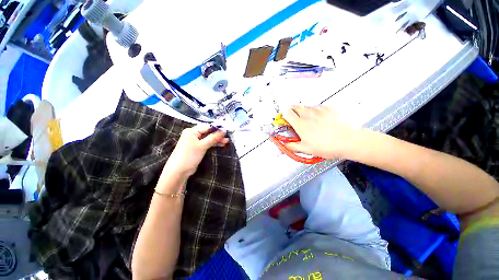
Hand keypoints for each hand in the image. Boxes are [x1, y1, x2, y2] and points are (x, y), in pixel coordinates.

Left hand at [165, 125, 228, 176]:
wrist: (179, 171)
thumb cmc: (189, 156)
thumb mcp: (202, 146)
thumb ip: (213, 137)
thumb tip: (224, 130)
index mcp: (192, 131)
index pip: (207, 127)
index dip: (217, 128)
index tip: (226, 130)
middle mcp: (194, 134)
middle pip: (208, 132)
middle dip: (218, 135)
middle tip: (227, 137)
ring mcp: (196, 141)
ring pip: (209, 138)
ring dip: (217, 140)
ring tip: (226, 141)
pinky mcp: (198, 148)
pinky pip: (208, 143)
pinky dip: (214, 144)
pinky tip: (221, 144)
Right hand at [282, 105, 362, 159]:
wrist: (349, 141)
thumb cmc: (327, 146)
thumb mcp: (306, 149)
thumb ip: (292, 146)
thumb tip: (284, 146)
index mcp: (300, 124)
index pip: (286, 112)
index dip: (284, 114)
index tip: (285, 118)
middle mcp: (308, 114)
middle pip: (295, 106)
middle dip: (293, 110)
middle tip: (296, 117)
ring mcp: (319, 110)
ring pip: (307, 106)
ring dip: (305, 111)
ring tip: (310, 120)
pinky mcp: (330, 108)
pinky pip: (319, 107)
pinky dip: (317, 112)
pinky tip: (322, 119)